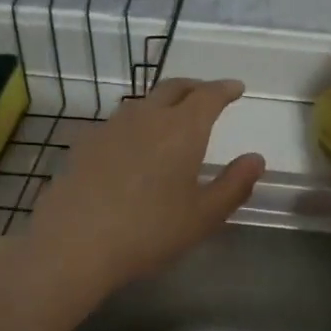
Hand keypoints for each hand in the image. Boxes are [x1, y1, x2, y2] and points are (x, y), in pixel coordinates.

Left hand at [25, 78, 264, 295]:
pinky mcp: (85, 144)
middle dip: (195, 88)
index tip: (236, 89)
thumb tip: (255, 159)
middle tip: (207, 95)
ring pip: (144, 103)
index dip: (224, 89)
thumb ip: (234, 184)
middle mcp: (147, 117)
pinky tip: (133, 146)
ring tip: (172, 120)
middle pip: (173, 88)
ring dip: (163, 104)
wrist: (74, 243)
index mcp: (182, 129)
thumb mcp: (204, 216)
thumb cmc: (149, 231)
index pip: (208, 95)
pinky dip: (136, 125)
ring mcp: (111, 127)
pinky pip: (119, 123)